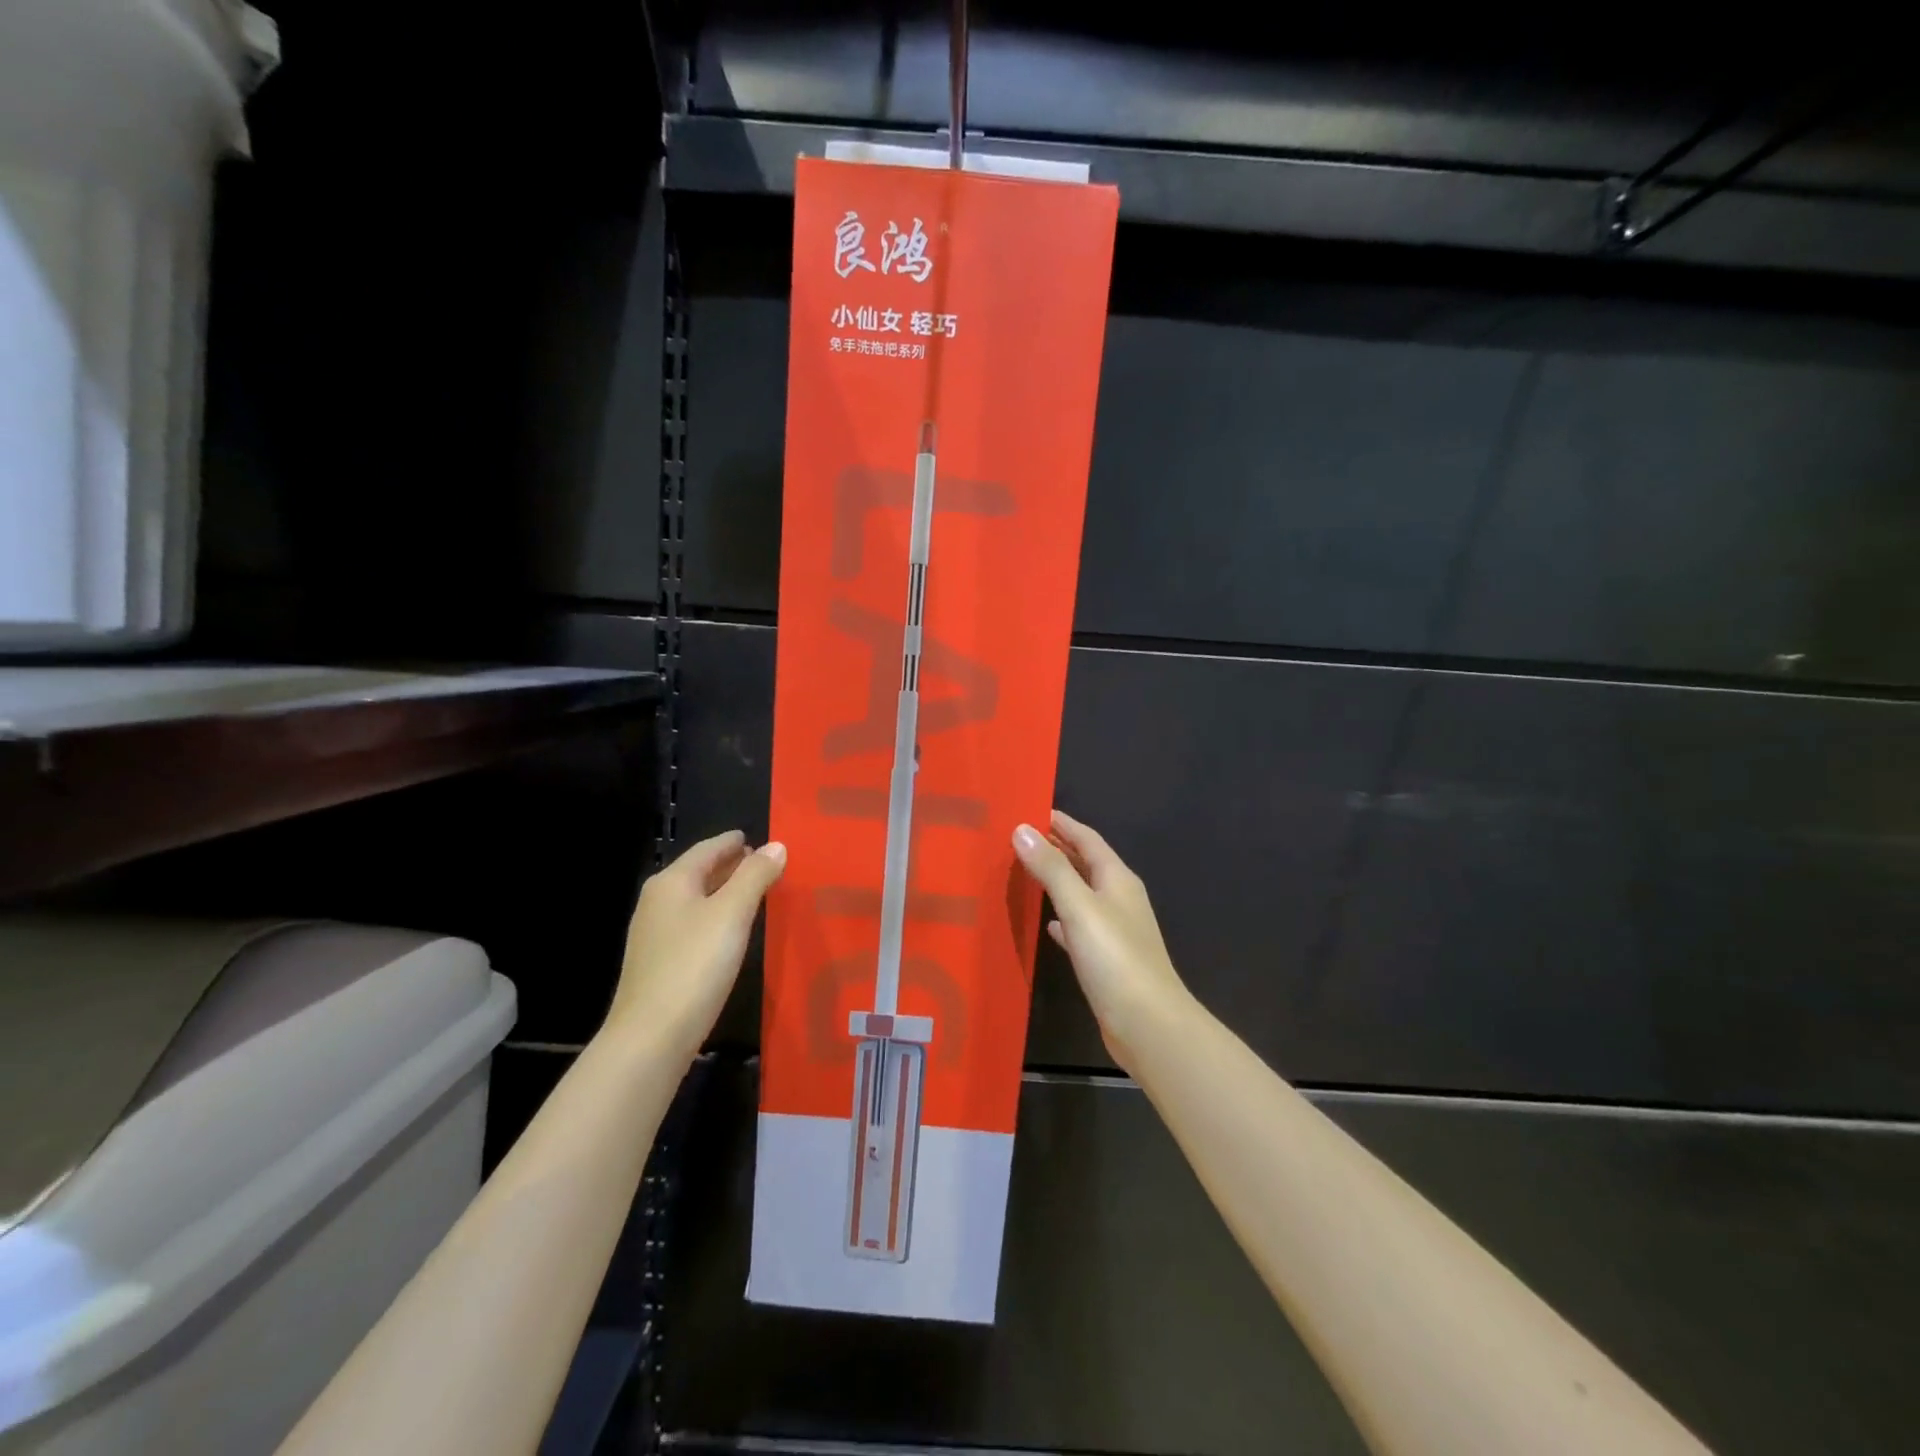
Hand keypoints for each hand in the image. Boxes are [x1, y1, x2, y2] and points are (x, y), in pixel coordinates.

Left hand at [609, 830, 785, 1054]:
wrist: (651, 1037)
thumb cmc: (694, 965)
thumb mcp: (732, 914)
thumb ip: (755, 876)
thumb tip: (776, 845)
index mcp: (672, 882)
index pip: (707, 849)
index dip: (734, 842)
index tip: (757, 838)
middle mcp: (658, 902)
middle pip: (699, 873)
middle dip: (730, 866)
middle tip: (763, 864)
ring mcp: (655, 935)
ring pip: (696, 900)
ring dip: (724, 892)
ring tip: (755, 893)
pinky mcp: (659, 964)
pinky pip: (693, 925)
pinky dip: (716, 917)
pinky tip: (732, 931)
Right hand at [1012, 810, 1192, 1067]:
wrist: (1147, 1023)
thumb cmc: (1114, 958)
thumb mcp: (1079, 907)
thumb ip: (1051, 868)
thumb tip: (1022, 829)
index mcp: (1117, 879)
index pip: (1087, 838)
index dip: (1061, 823)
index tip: (1031, 809)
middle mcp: (1119, 898)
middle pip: (1085, 863)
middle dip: (1056, 848)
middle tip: (1019, 837)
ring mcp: (1116, 930)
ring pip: (1082, 894)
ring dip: (1057, 880)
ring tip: (1024, 872)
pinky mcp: (1107, 958)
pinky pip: (1080, 926)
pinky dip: (1063, 918)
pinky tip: (1047, 924)